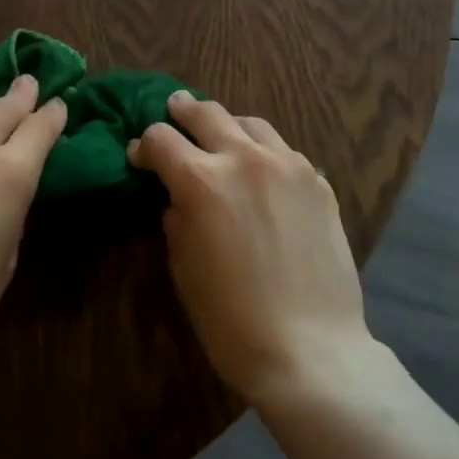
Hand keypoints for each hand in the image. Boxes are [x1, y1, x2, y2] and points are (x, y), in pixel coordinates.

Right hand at [129, 92, 370, 402]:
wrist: (311, 349)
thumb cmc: (231, 318)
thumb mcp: (183, 267)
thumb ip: (176, 219)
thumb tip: (178, 198)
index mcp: (201, 180)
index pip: (160, 138)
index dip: (143, 146)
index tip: (139, 158)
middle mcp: (245, 158)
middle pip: (206, 113)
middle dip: (182, 111)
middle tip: (174, 110)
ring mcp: (288, 166)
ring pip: (251, 123)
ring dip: (228, 126)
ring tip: (223, 138)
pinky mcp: (319, 182)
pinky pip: (284, 151)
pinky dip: (265, 153)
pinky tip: (263, 174)